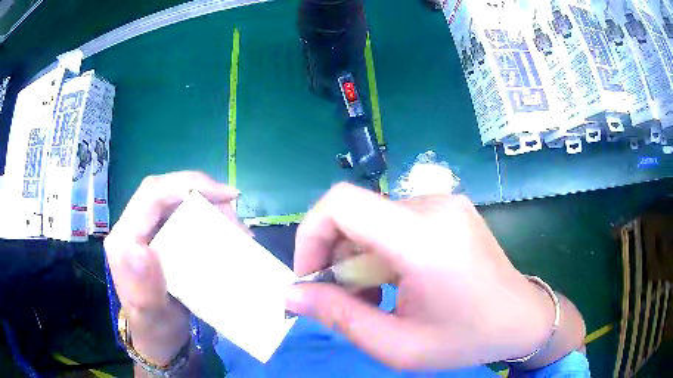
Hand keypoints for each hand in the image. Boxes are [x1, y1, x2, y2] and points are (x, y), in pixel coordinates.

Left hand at [104, 172, 240, 364]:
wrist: (159, 337)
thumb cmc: (155, 327)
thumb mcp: (151, 314)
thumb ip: (143, 286)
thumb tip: (141, 249)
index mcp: (124, 240)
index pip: (152, 195)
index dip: (187, 185)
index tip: (225, 197)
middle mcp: (132, 228)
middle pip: (165, 191)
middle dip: (202, 193)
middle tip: (234, 212)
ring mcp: (146, 231)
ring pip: (176, 200)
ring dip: (207, 206)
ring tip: (234, 227)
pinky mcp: (159, 238)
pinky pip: (183, 216)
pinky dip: (207, 218)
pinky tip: (224, 233)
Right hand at [286, 183, 558, 369]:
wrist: (522, 318)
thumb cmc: (466, 339)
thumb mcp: (398, 345)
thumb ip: (339, 317)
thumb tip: (292, 294)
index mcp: (424, 239)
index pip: (341, 203)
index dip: (311, 234)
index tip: (311, 277)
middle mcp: (434, 206)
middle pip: (355, 213)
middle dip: (334, 257)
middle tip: (343, 299)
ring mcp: (445, 203)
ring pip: (373, 219)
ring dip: (358, 256)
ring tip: (373, 296)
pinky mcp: (449, 208)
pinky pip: (395, 221)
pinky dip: (380, 249)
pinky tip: (395, 280)